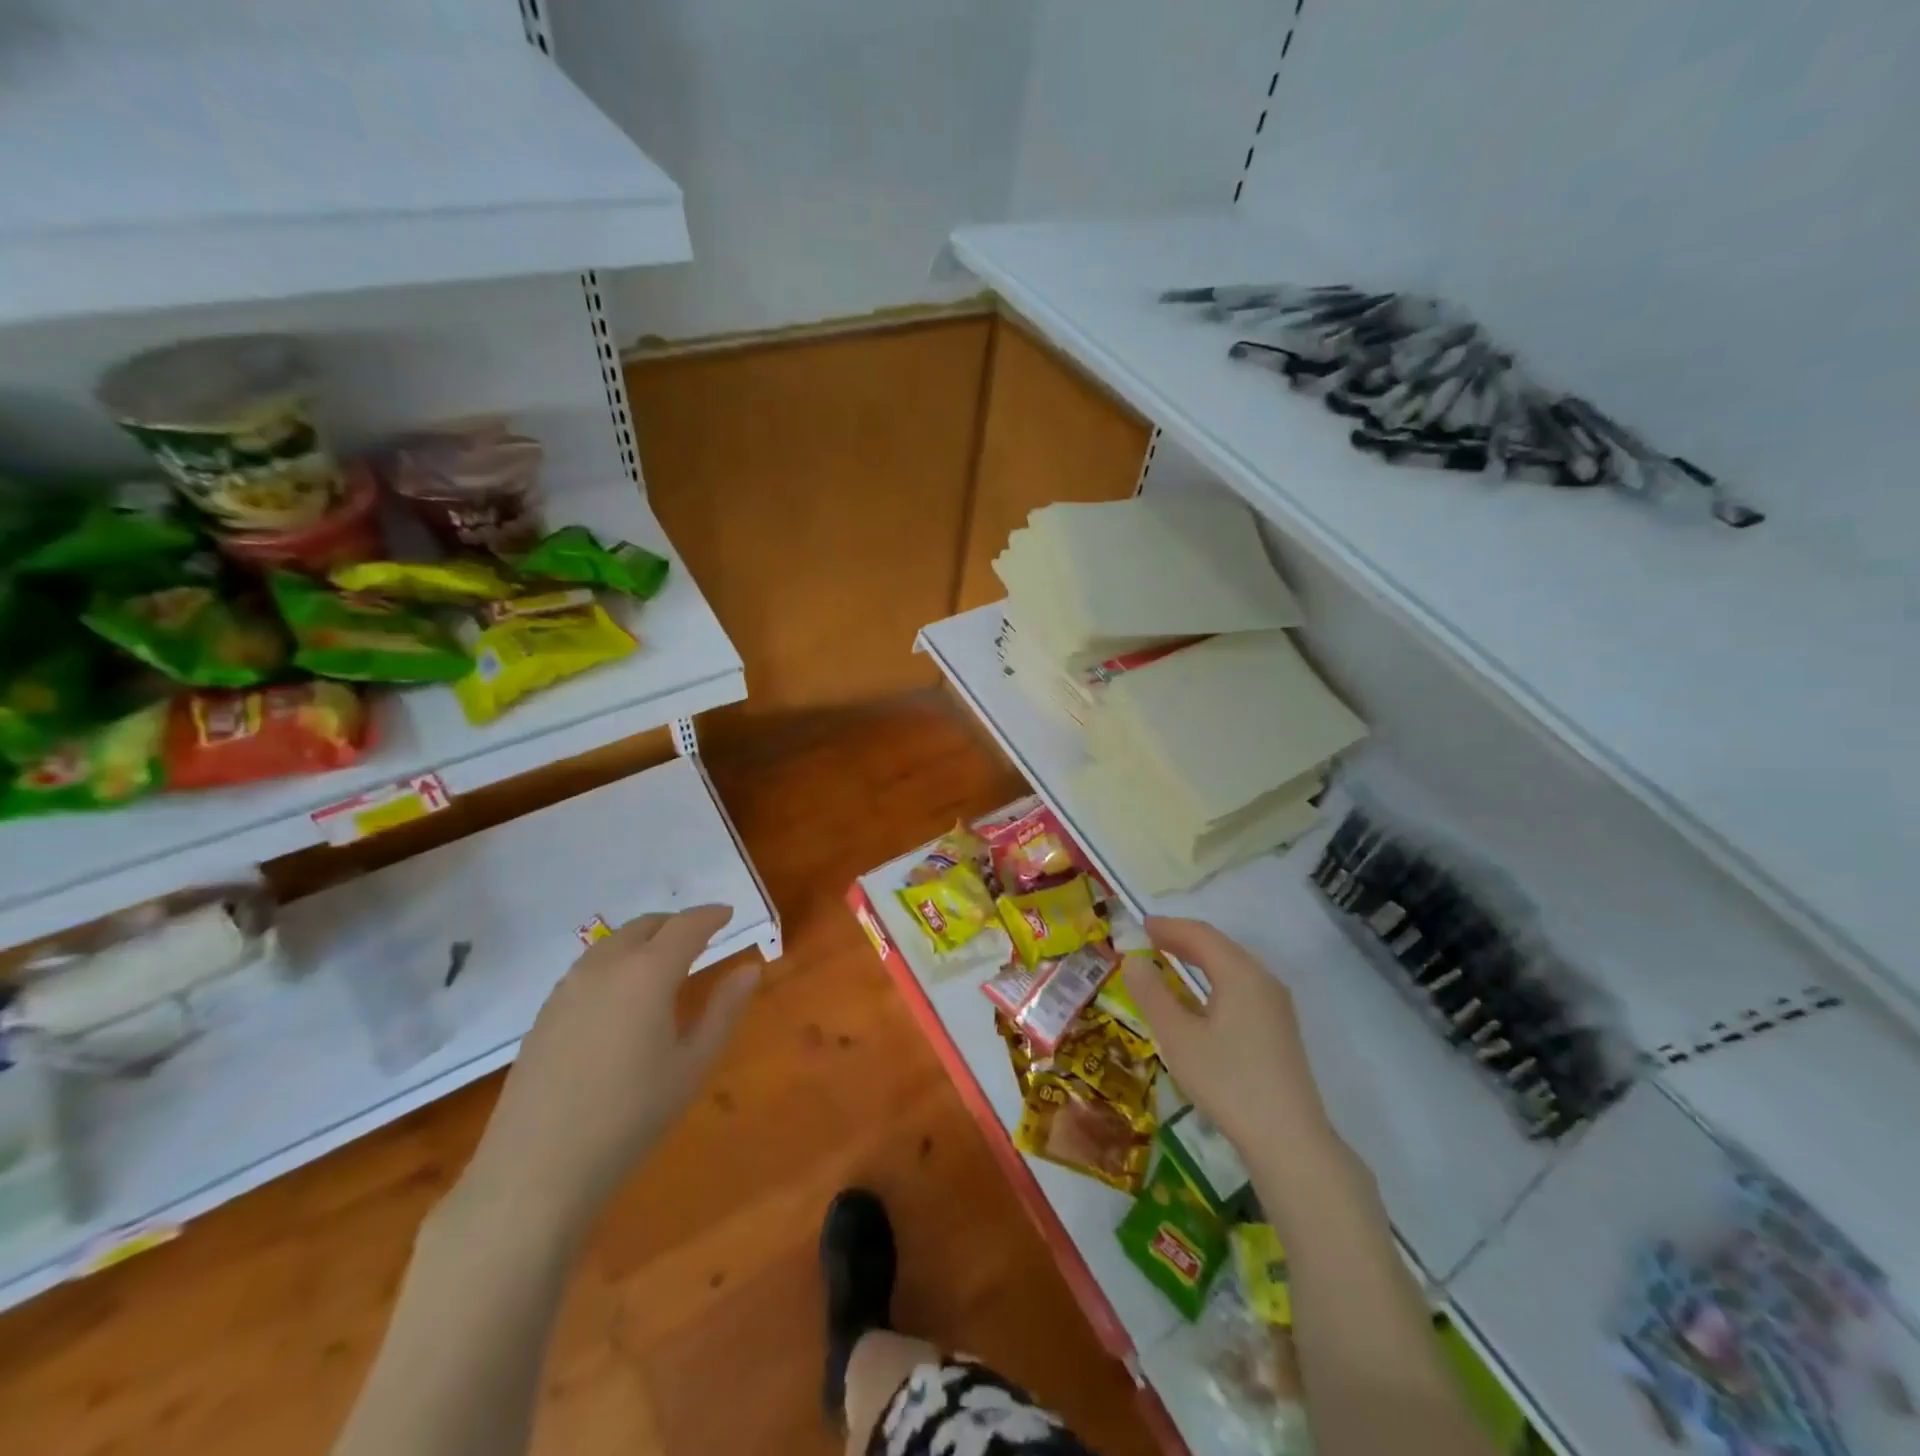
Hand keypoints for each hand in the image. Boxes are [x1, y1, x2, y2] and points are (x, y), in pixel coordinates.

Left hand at [457, 904, 757, 1240]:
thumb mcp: (692, 1065)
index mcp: (647, 973)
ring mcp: (568, 988)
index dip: (710, 915)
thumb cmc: (630, 1117)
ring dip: (644, 940)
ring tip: (664, 962)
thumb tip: (749, 969)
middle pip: (645, 926)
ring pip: (613, 943)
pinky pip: (589, 968)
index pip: (686, 926)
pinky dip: (617, 962)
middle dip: (676, 924)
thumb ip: (724, 1010)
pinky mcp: (545, 1013)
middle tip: (701, 937)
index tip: (728, 913)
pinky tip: (623, 995)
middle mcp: (605, 967)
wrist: (536, 1171)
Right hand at [1123, 916, 1334, 1157]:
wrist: (1289, 1140)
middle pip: (1219, 946)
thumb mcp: (1178, 1037)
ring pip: (1233, 966)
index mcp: (1240, 973)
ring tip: (1170, 961)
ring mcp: (1276, 1005)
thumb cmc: (1228, 1082)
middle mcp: (1263, 980)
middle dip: (1183, 939)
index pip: (1200, 934)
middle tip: (1150, 940)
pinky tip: (1201, 998)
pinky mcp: (1279, 1028)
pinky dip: (1215, 978)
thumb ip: (1152, 994)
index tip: (1140, 926)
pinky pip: (1242, 985)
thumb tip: (1132, 960)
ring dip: (1200, 958)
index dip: (1168, 926)